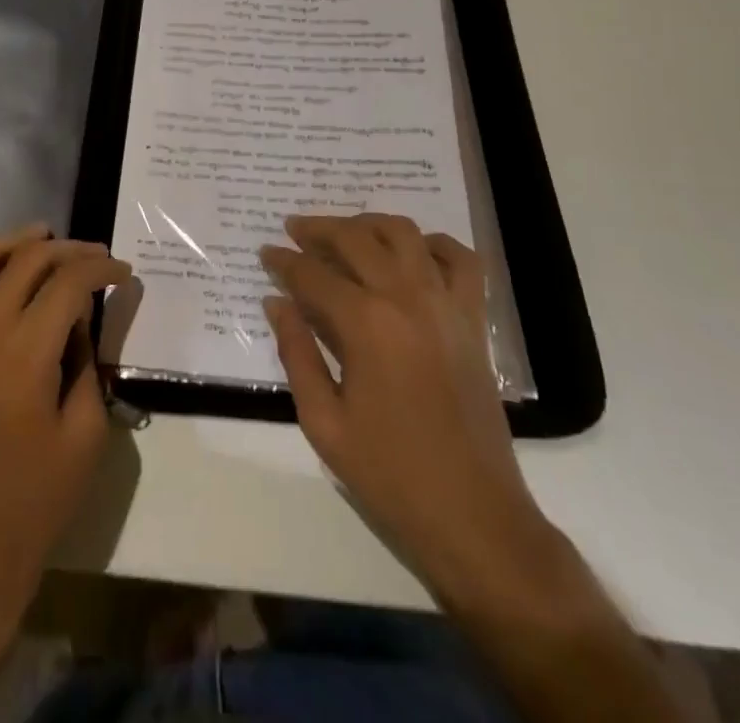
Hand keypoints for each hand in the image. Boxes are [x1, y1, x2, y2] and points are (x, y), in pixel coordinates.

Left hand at [0, 225, 130, 654]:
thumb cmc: (36, 499)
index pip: (68, 282)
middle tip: (95, 256)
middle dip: (68, 249)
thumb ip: (86, 362)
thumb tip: (80, 319)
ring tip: (43, 236)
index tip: (123, 273)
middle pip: (28, 260)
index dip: (101, 268)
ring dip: (14, 242)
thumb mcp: (86, 433)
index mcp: (26, 353)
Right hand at [260, 213, 559, 608]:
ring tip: (346, 233)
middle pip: (355, 238)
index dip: (284, 262)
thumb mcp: (324, 422)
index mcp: (365, 324)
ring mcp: (446, 304)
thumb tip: (276, 303)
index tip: (266, 254)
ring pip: (404, 233)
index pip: (313, 274)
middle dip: (318, 229)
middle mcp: (406, 297)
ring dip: (369, 224)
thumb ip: (297, 353)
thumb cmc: (390, 474)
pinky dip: (435, 244)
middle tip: (294, 231)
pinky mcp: (473, 319)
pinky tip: (412, 252)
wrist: (473, 516)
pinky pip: (461, 260)